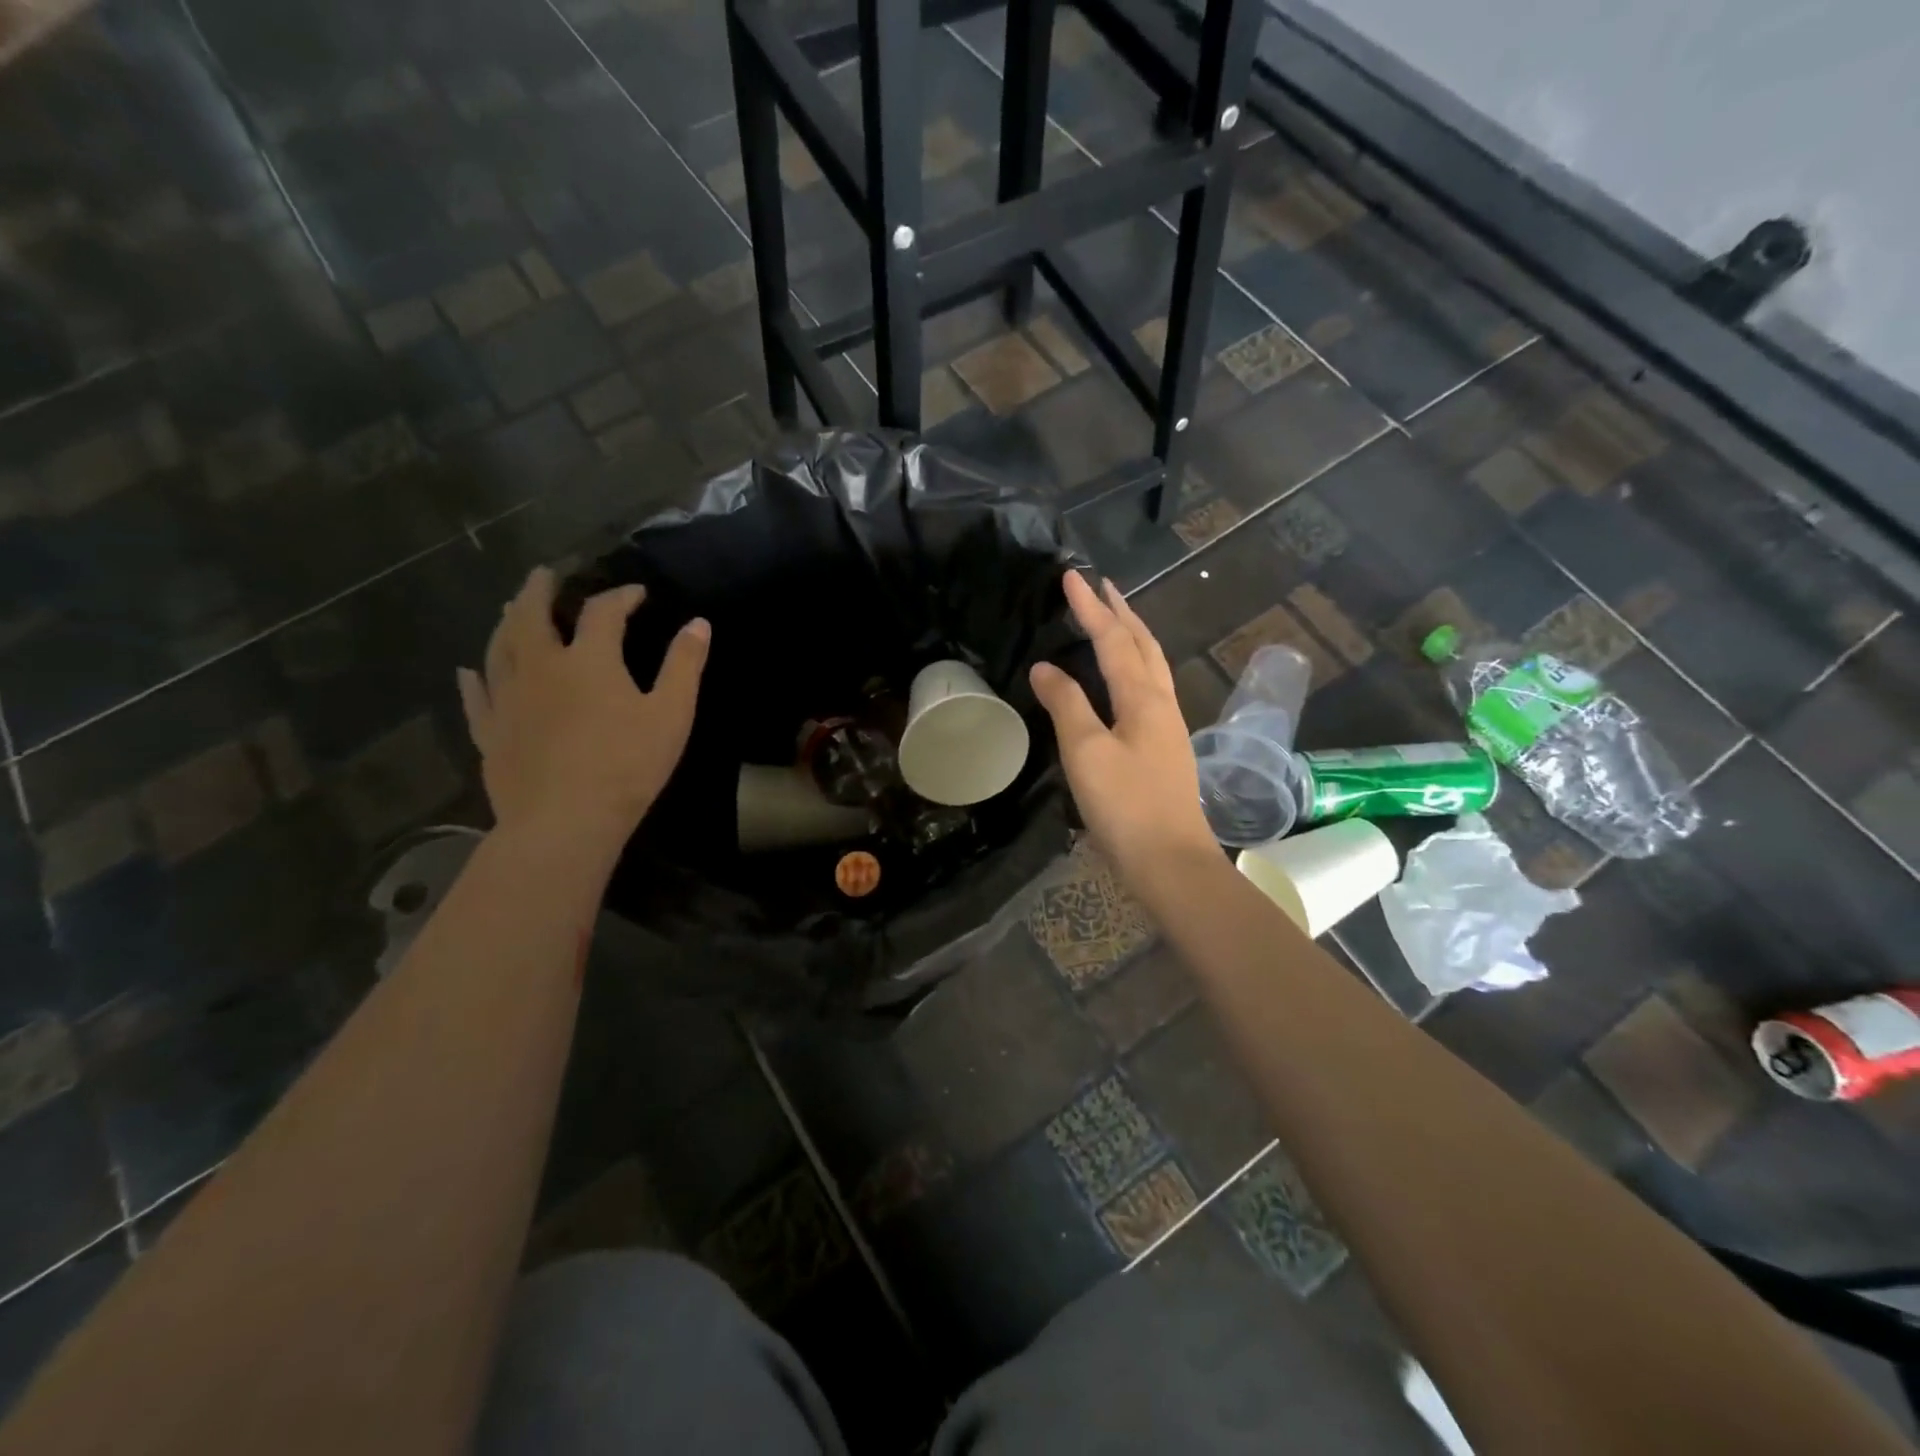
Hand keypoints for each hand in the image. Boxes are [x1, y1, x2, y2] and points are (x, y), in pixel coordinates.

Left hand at [457, 567, 709, 846]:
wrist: (565, 821)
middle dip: (540, 590)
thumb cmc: (627, 766)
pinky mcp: (490, 732)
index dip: (621, 597)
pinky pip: (477, 697)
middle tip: (544, 574)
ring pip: (498, 648)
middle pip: (531, 615)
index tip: (637, 594)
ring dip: (505, 622)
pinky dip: (474, 679)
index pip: (603, 612)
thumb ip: (684, 666)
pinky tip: (468, 671)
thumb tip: (698, 624)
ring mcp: (508, 699)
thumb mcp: (672, 714)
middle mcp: (540, 667)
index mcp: (588, 660)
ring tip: (508, 608)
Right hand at [1029, 572, 1217, 888]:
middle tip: (1101, 586)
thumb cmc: (1126, 805)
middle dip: (1121, 612)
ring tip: (1114, 620)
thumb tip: (1046, 668)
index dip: (1090, 607)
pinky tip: (1124, 680)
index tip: (1071, 576)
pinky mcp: (1164, 748)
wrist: (1170, 862)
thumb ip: (1067, 705)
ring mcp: (1167, 727)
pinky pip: (1150, 689)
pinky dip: (1135, 666)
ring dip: (1133, 636)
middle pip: (1143, 645)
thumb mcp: (1086, 752)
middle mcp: (1161, 703)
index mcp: (1143, 698)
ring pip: (1152, 666)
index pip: (1113, 639)